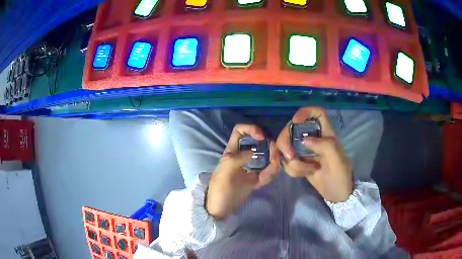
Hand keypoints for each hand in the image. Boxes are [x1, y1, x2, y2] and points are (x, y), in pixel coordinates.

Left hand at [206, 124, 280, 219]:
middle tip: (275, 157)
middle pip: (259, 142)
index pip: (240, 131)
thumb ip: (238, 159)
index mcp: (232, 150)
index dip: (251, 129)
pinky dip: (270, 174)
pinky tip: (265, 179)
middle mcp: (243, 155)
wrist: (220, 208)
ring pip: (266, 157)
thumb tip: (254, 152)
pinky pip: (267, 172)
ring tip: (269, 171)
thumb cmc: (219, 188)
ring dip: (272, 162)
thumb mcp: (225, 171)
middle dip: (269, 147)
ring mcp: (250, 167)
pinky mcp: (255, 178)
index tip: (261, 137)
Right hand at [276, 107, 352, 202]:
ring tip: (305, 171)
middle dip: (286, 142)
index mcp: (326, 133)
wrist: (337, 194)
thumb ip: (325, 145)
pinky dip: (292, 169)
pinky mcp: (299, 162)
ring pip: (286, 147)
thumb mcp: (337, 160)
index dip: (305, 112)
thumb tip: (304, 139)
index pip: (317, 113)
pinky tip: (303, 175)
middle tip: (290, 157)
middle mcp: (313, 139)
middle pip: (292, 129)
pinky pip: (287, 161)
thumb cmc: (341, 176)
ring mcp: (304, 151)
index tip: (295, 122)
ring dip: (291, 161)